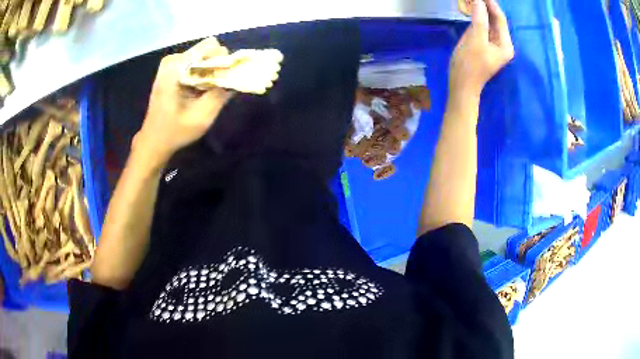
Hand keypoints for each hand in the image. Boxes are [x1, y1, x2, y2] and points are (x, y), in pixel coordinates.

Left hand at [135, 38, 233, 166]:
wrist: (153, 141)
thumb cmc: (175, 132)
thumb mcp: (202, 118)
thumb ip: (220, 95)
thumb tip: (238, 77)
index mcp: (176, 67)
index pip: (210, 47)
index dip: (223, 61)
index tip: (225, 80)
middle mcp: (173, 59)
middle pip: (208, 49)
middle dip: (217, 66)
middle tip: (216, 88)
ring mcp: (171, 63)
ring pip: (204, 55)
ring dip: (211, 71)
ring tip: (207, 92)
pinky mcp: (172, 69)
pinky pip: (196, 62)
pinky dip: (204, 74)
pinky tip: (200, 91)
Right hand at [449, 0, 513, 98]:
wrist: (462, 85)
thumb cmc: (470, 65)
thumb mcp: (475, 40)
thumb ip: (479, 20)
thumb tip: (479, 2)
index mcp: (505, 45)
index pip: (500, 19)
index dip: (491, 4)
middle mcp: (502, 44)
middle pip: (495, 20)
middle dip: (485, 7)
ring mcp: (494, 45)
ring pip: (489, 23)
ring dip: (480, 11)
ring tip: (472, 0)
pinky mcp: (485, 45)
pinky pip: (483, 27)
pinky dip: (477, 18)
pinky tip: (471, 10)